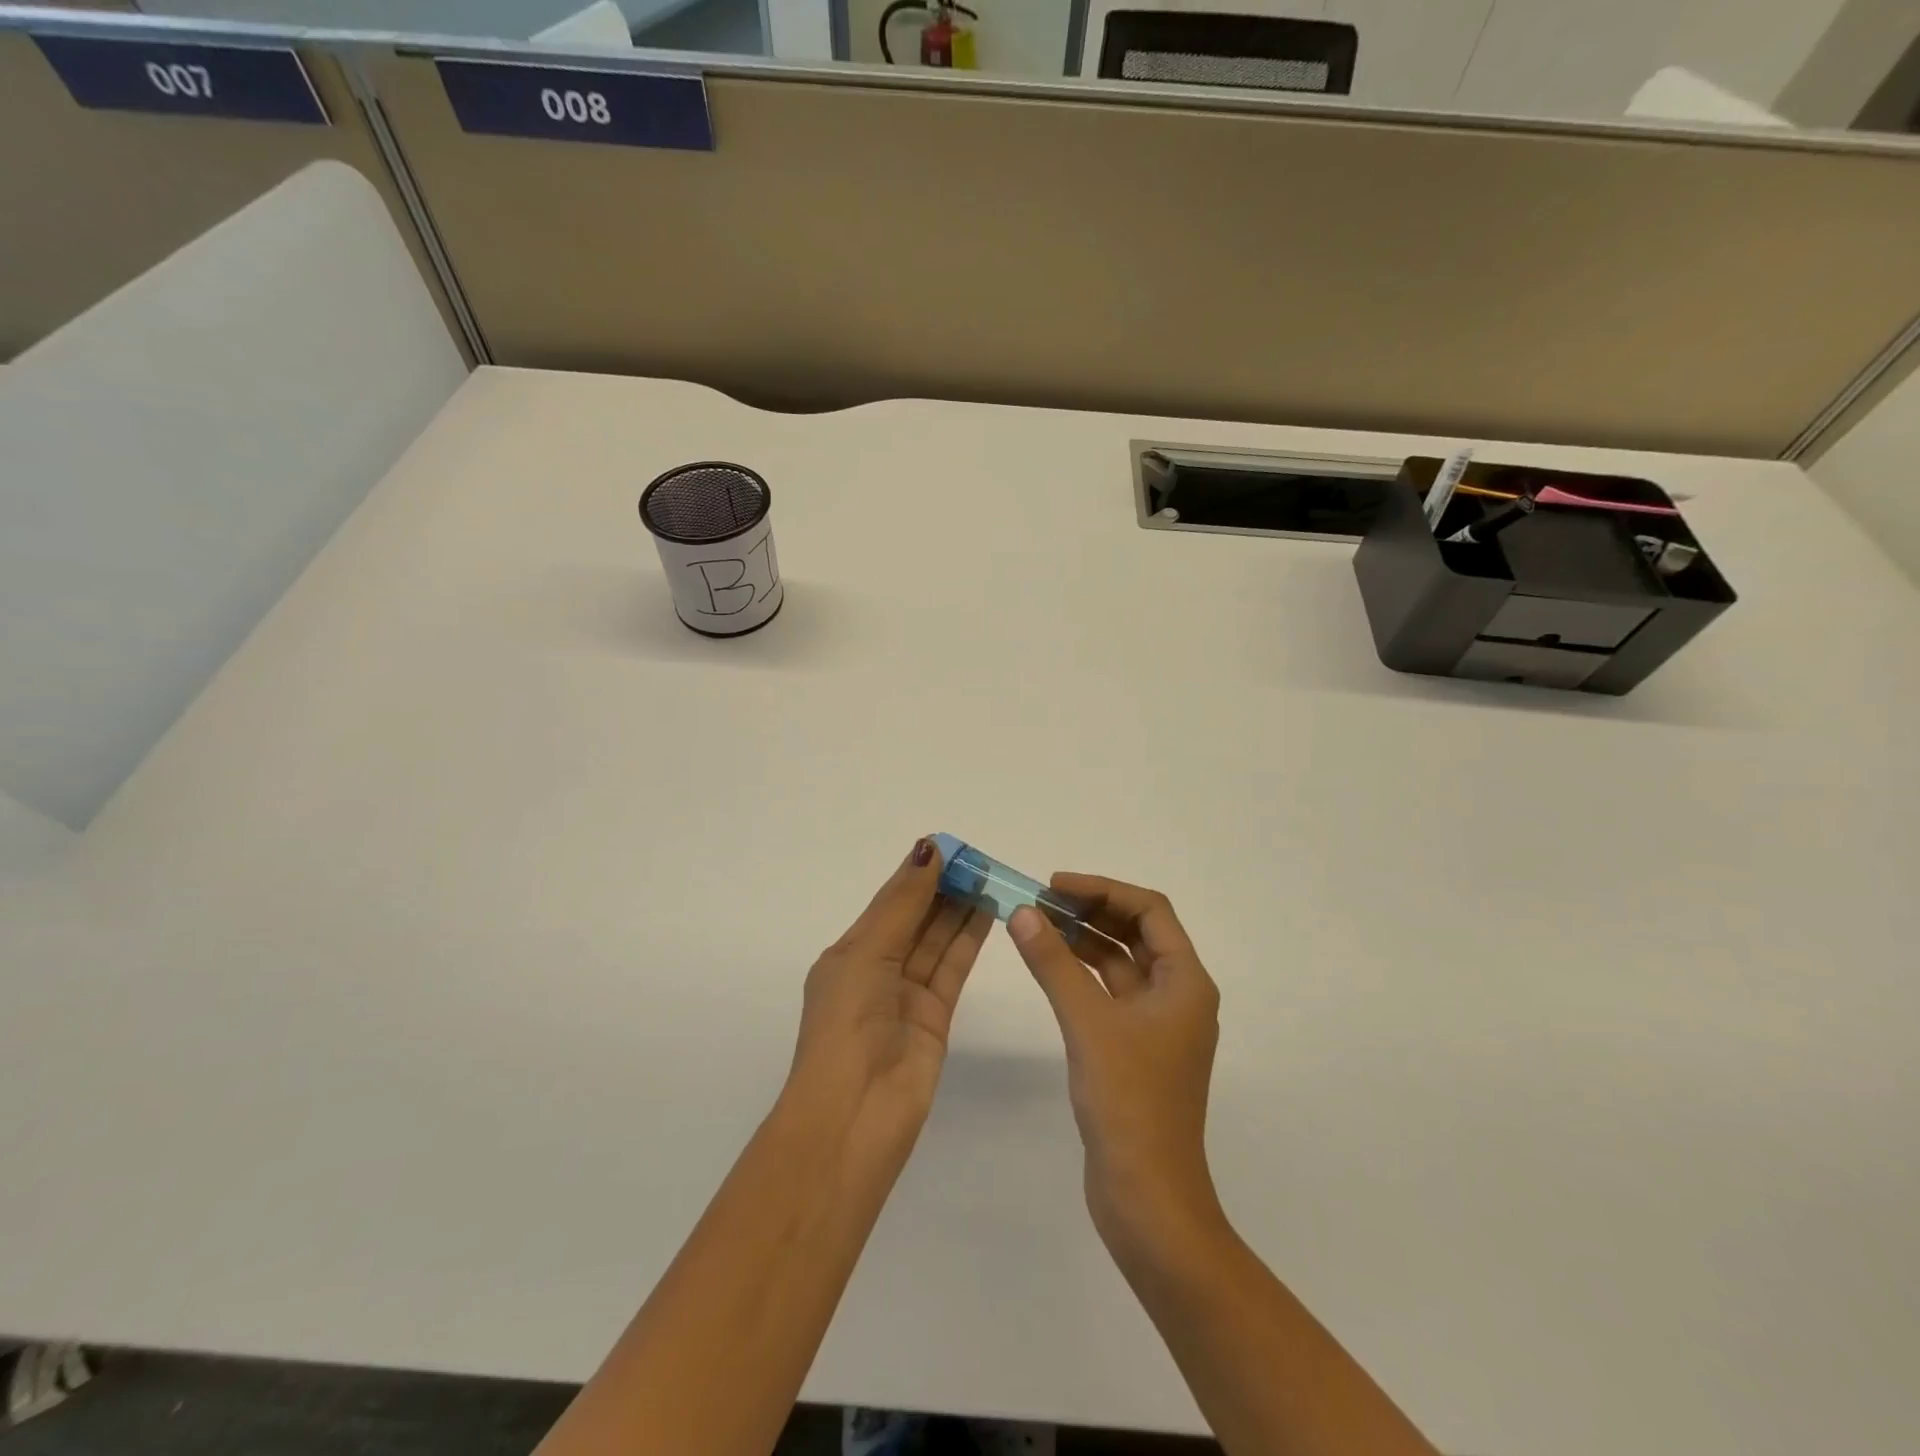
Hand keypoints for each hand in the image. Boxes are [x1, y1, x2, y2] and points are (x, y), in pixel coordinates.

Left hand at [788, 838, 991, 1166]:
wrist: (853, 1117)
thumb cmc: (845, 1026)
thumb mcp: (866, 954)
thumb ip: (902, 905)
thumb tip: (927, 850)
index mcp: (849, 954)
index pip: (889, 902)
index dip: (916, 873)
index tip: (948, 846)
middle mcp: (877, 970)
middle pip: (916, 918)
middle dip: (943, 888)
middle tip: (978, 860)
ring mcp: (907, 994)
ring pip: (938, 940)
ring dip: (961, 909)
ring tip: (990, 877)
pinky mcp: (936, 1016)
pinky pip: (953, 967)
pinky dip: (970, 938)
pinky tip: (988, 911)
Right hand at [1008, 876, 1224, 1260]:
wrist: (1147, 1197)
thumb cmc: (1128, 1101)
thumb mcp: (1087, 1022)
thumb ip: (1054, 963)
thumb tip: (1022, 912)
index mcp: (1186, 982)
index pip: (1150, 910)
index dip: (1103, 889)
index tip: (1055, 885)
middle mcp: (1179, 995)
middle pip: (1137, 932)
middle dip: (1092, 911)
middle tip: (1041, 902)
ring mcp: (1159, 1025)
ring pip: (1122, 963)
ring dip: (1085, 941)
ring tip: (1038, 925)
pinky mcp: (1138, 1049)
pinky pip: (1111, 993)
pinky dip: (1083, 974)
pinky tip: (1050, 967)